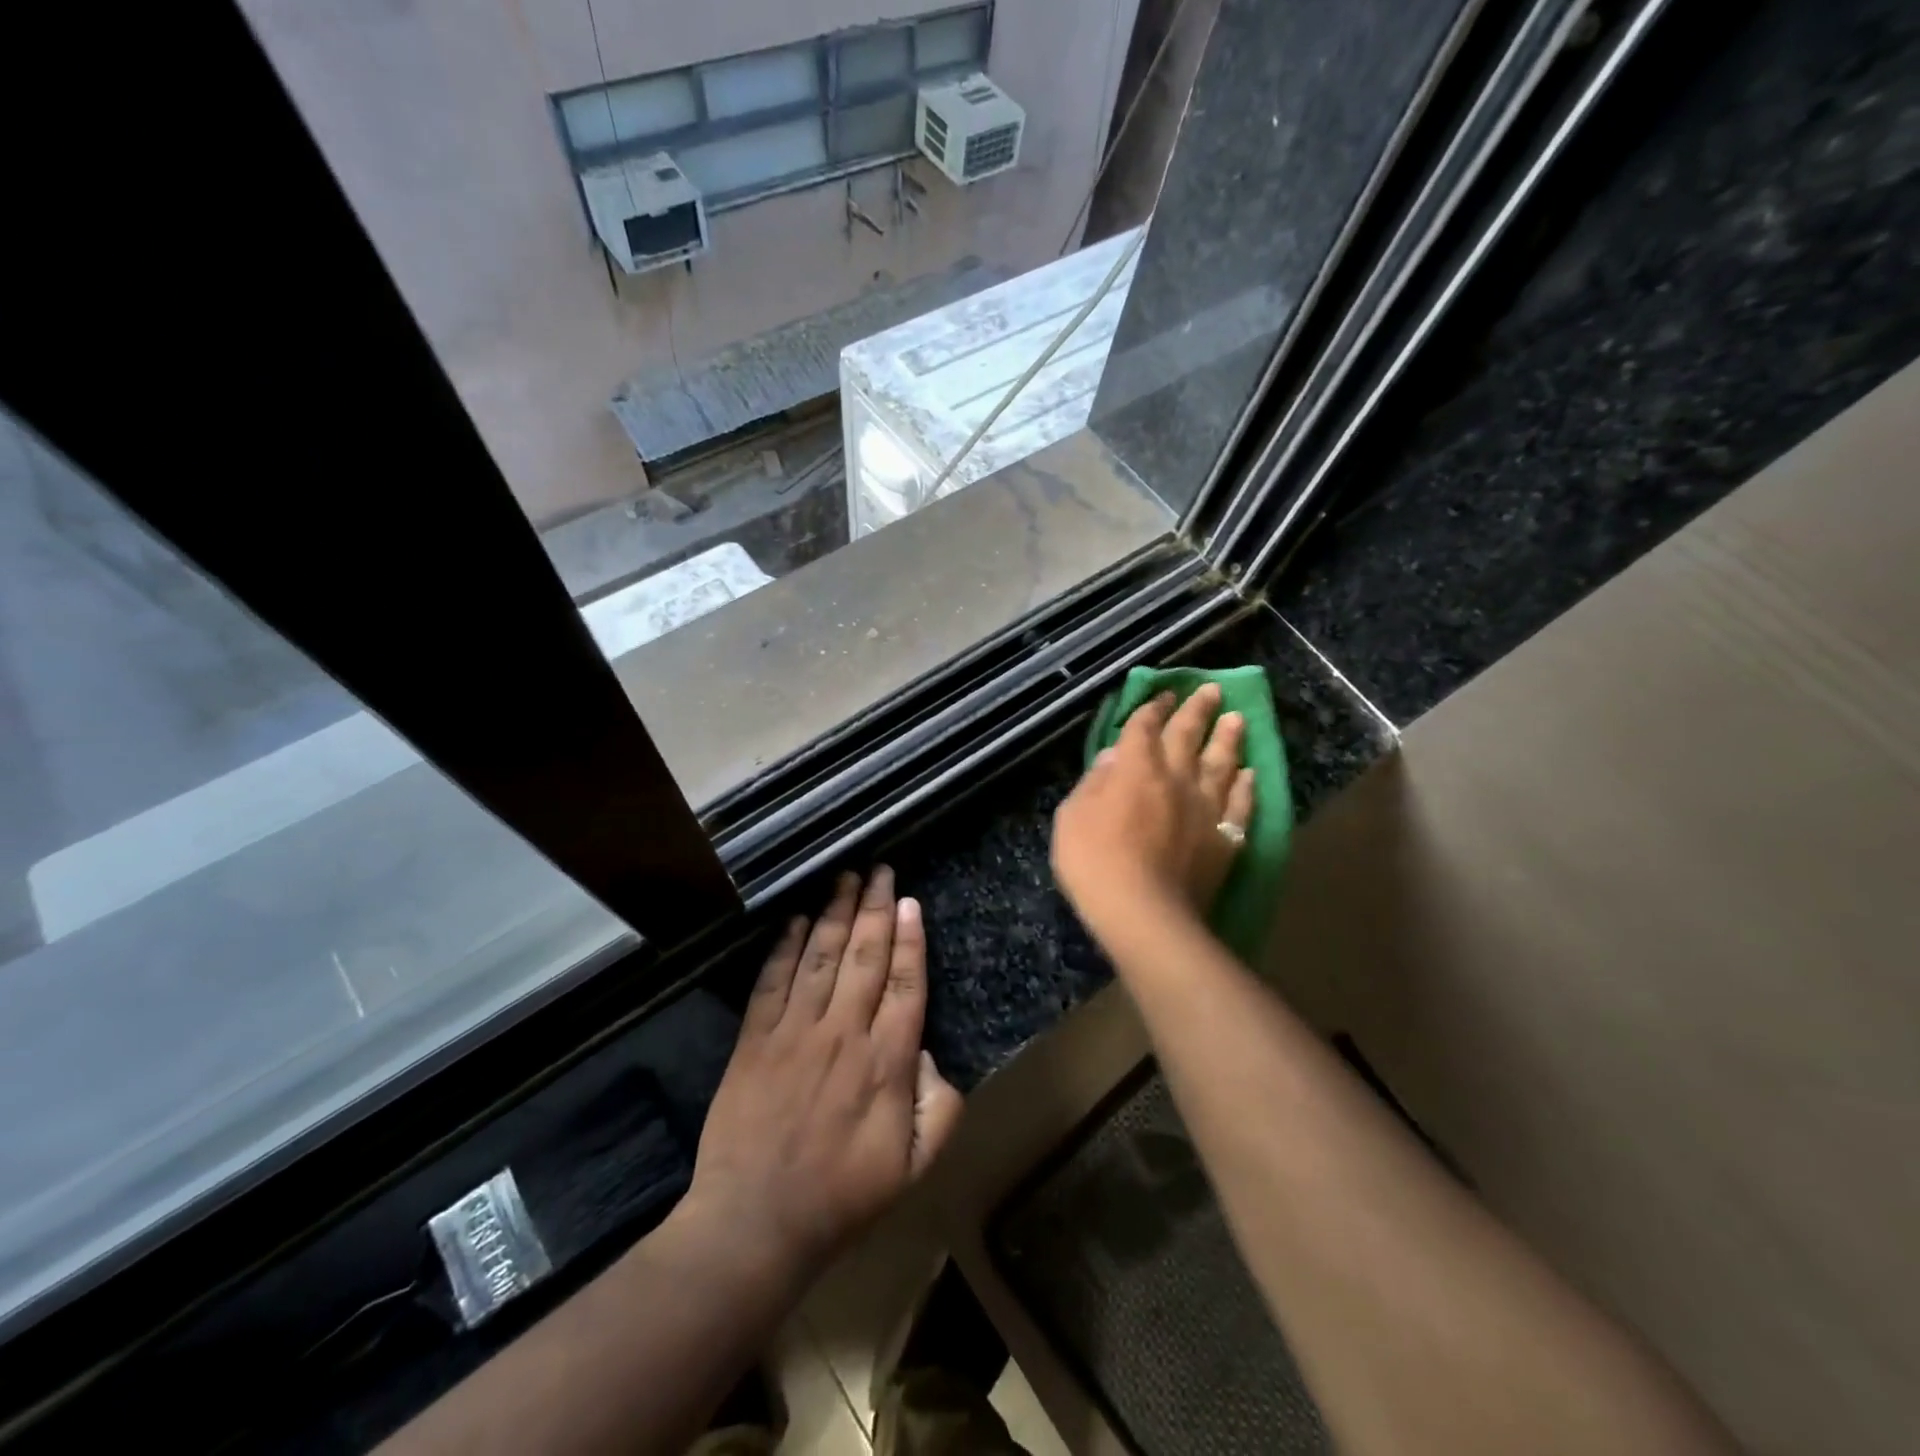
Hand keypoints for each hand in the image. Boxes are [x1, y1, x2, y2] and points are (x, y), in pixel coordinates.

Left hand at [685, 868, 963, 1279]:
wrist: (756, 1222)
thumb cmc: (842, 1196)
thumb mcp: (912, 1167)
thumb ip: (939, 1109)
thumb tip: (932, 1056)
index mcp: (885, 1061)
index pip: (904, 983)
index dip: (909, 939)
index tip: (910, 903)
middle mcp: (842, 1032)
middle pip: (865, 956)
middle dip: (875, 908)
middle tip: (882, 871)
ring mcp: (794, 1031)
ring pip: (821, 957)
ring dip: (836, 913)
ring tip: (847, 878)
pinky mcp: (755, 1038)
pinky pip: (773, 980)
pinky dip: (787, 946)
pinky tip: (799, 919)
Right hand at [1052, 683, 1254, 946]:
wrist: (1143, 912)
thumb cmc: (1093, 861)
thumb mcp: (1072, 816)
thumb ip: (1093, 783)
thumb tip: (1112, 758)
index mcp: (1135, 768)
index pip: (1145, 727)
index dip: (1153, 708)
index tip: (1164, 695)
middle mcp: (1175, 777)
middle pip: (1189, 735)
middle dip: (1198, 710)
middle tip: (1212, 690)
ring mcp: (1205, 807)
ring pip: (1222, 763)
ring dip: (1229, 739)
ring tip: (1238, 719)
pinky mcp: (1225, 838)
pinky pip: (1240, 805)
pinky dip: (1246, 787)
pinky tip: (1250, 774)